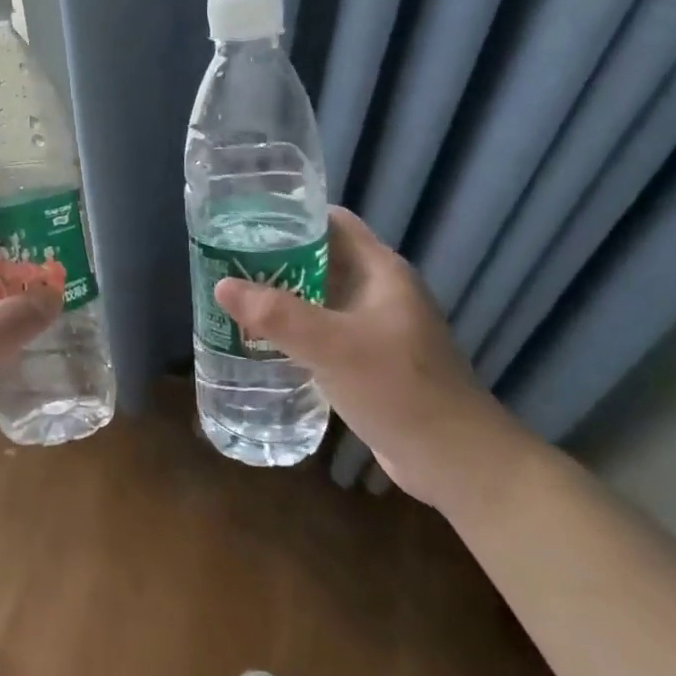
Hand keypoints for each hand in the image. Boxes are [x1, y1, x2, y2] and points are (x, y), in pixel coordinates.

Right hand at [213, 206, 539, 518]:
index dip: (291, 215)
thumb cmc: (398, 388)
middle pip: (322, 259)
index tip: (245, 221)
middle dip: (276, 259)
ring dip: (282, 298)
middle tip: (227, 262)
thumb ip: (277, 314)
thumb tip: (222, 285)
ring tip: (235, 299)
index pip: (333, 222)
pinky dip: (295, 331)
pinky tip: (262, 343)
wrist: (454, 459)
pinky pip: (325, 333)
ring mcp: (377, 328)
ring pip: (321, 299)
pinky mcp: (371, 361)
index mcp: (381, 271)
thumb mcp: (332, 346)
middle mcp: (380, 292)